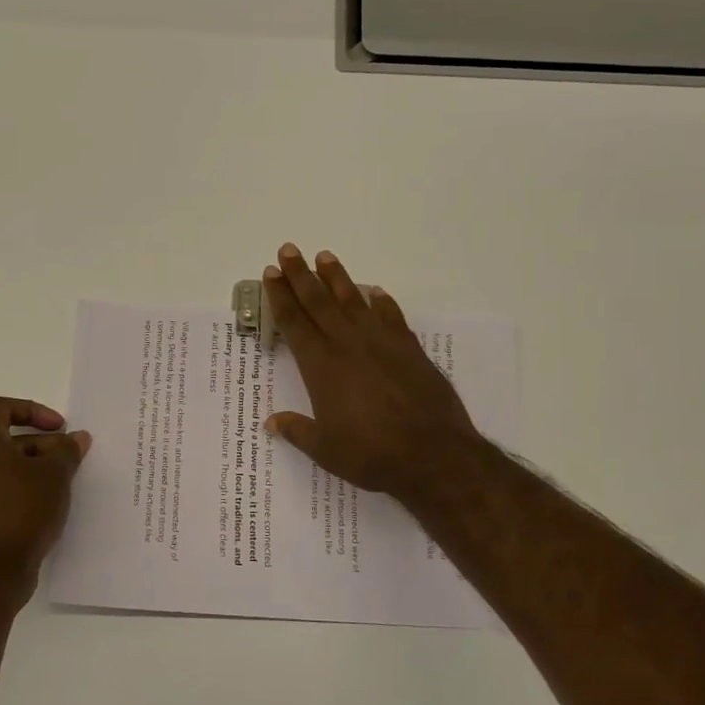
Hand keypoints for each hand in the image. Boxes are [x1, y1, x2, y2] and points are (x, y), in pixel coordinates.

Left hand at [0, 397, 90, 603]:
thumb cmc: (22, 511)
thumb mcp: (55, 475)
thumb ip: (67, 451)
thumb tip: (77, 438)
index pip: (2, 407)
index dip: (33, 411)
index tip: (59, 428)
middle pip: (4, 437)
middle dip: (41, 442)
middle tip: (70, 456)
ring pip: (2, 464)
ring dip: (34, 465)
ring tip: (64, 480)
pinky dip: (22, 486)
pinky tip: (48, 503)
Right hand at [262, 244, 488, 509]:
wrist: (433, 454)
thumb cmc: (372, 454)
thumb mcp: (326, 450)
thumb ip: (297, 431)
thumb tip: (271, 422)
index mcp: (321, 367)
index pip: (294, 322)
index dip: (280, 296)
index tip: (271, 273)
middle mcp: (348, 345)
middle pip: (319, 302)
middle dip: (300, 275)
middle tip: (288, 250)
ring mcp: (381, 343)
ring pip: (353, 301)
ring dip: (337, 278)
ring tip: (325, 256)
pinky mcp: (409, 349)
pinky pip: (391, 316)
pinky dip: (381, 302)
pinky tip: (374, 291)